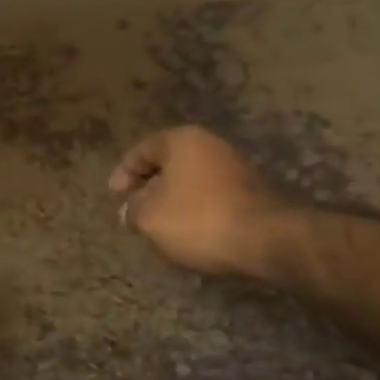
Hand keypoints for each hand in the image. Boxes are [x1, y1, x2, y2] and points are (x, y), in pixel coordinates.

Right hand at [109, 126, 281, 276]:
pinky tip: (189, 233)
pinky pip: (211, 197)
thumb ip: (133, 211)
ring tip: (159, 226)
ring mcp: (236, 167)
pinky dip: (195, 211)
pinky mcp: (252, 192)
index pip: (143, 150)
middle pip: (169, 164)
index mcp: (182, 140)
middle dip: (149, 187)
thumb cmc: (198, 219)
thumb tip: (131, 211)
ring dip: (172, 201)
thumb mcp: (150, 218)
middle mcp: (211, 145)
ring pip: (191, 181)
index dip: (123, 172)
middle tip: (134, 210)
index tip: (113, 196)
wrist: (266, 239)